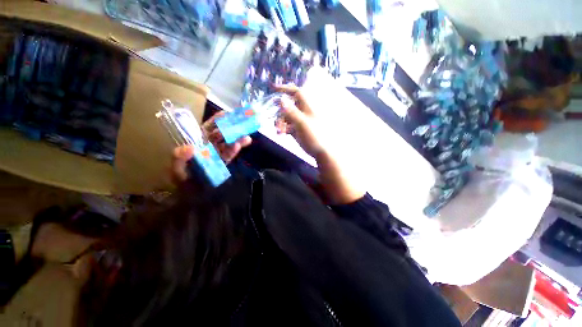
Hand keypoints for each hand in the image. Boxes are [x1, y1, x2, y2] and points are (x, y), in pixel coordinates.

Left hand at [170, 112, 251, 183]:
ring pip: (228, 144)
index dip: (218, 120)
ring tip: (246, 137)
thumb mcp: (176, 168)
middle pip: (222, 134)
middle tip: (243, 123)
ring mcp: (218, 154)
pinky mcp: (223, 162)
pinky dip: (234, 150)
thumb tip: (189, 148)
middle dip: (232, 128)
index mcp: (198, 141)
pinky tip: (240, 146)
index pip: (209, 128)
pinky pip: (229, 155)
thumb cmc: (181, 178)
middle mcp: (210, 145)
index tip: (227, 114)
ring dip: (237, 140)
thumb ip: (178, 158)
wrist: (189, 193)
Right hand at [275, 84, 365, 204]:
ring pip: (286, 117)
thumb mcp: (302, 123)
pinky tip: (280, 134)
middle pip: (288, 106)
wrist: (321, 152)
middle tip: (274, 118)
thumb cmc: (314, 136)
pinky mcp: (298, 131)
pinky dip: (283, 129)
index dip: (285, 89)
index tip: (273, 88)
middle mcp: (303, 112)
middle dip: (280, 112)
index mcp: (307, 107)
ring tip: (278, 131)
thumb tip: (281, 99)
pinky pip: (288, 126)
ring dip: (280, 122)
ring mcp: (300, 122)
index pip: (296, 93)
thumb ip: (291, 112)